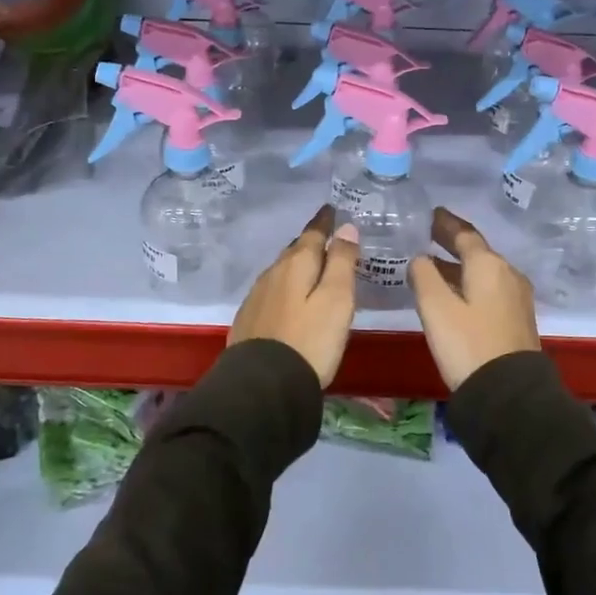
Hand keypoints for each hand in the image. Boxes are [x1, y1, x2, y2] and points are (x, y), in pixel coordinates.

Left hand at [228, 206, 359, 386]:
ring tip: (312, 268)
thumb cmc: (310, 340)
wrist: (263, 385)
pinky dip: (285, 287)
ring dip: (297, 265)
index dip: (325, 221)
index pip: (313, 233)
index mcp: (296, 265)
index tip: (332, 209)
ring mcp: (257, 296)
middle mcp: (273, 274)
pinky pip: (272, 291)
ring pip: (281, 271)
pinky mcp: (249, 319)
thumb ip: (342, 262)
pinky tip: (290, 299)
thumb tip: (346, 227)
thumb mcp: (337, 300)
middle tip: (327, 239)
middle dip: (311, 243)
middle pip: (295, 251)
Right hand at [408, 208, 540, 390]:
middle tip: (429, 234)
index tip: (432, 214)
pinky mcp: (517, 319)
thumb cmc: (468, 344)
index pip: (465, 234)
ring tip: (433, 265)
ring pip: (483, 271)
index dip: (446, 223)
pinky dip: (469, 283)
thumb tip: (420, 258)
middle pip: (477, 251)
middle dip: (452, 242)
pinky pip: (489, 289)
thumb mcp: (436, 308)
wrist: (509, 394)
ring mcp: (516, 297)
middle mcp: (508, 274)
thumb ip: (424, 276)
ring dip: (459, 265)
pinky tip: (454, 294)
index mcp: (489, 265)